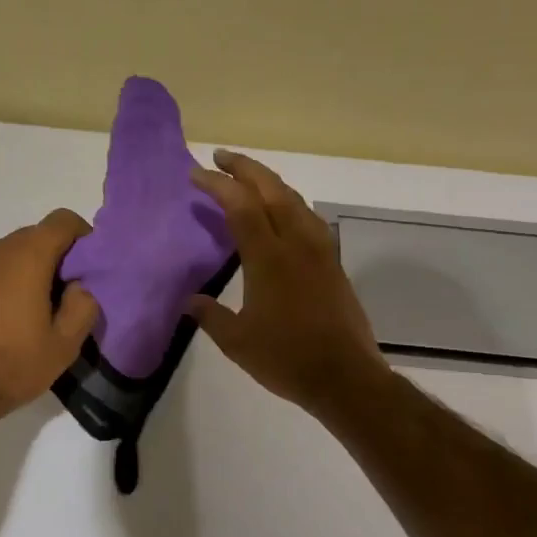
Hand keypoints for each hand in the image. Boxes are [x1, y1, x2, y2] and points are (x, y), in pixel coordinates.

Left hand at [0, 209, 99, 426]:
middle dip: (51, 257)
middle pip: (32, 237)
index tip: (86, 265)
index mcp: (27, 257)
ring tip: (25, 312)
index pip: (62, 220)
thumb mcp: (65, 345)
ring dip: (20, 272)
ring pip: (4, 257)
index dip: (80, 235)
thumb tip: (79, 286)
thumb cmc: (13, 366)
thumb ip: (83, 306)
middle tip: (60, 295)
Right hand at [187, 151, 386, 417]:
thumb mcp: (237, 341)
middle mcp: (297, 244)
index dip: (217, 185)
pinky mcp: (333, 263)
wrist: (346, 378)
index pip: (240, 206)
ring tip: (248, 180)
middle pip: (272, 190)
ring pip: (295, 200)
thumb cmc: (287, 359)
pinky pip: (308, 218)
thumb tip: (190, 301)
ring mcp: (320, 251)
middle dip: (244, 168)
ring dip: (269, 182)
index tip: (195, 174)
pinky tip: (283, 213)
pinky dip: (289, 203)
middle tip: (220, 158)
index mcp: (269, 258)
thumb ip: (210, 316)